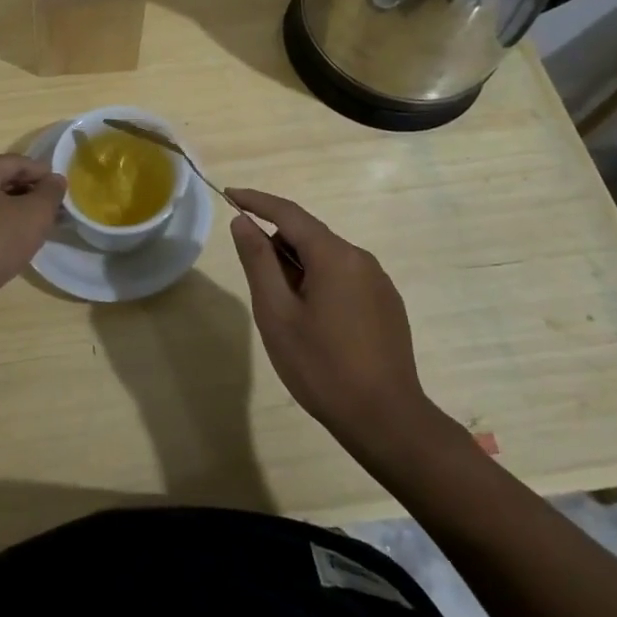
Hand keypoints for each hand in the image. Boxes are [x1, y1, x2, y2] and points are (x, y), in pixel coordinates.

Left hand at [0, 155, 65, 315]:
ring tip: (39, 228)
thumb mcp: (33, 215)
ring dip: (17, 211)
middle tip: (54, 211)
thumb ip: (50, 193)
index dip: (44, 174)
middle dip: (31, 193)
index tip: (63, 191)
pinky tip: (15, 242)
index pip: (17, 162)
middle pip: (4, 180)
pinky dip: (1, 225)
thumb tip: (56, 180)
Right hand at [226, 187, 433, 453]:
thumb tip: (242, 222)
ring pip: (327, 259)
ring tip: (287, 314)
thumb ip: (258, 261)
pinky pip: (345, 278)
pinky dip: (321, 284)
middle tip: (259, 287)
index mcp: (334, 256)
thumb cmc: (322, 367)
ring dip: (299, 270)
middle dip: (278, 247)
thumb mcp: (277, 313)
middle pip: (309, 236)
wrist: (388, 422)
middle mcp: (361, 259)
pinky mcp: (387, 305)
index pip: (288, 212)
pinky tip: (316, 325)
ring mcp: (379, 282)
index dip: (256, 201)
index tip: (228, 195)